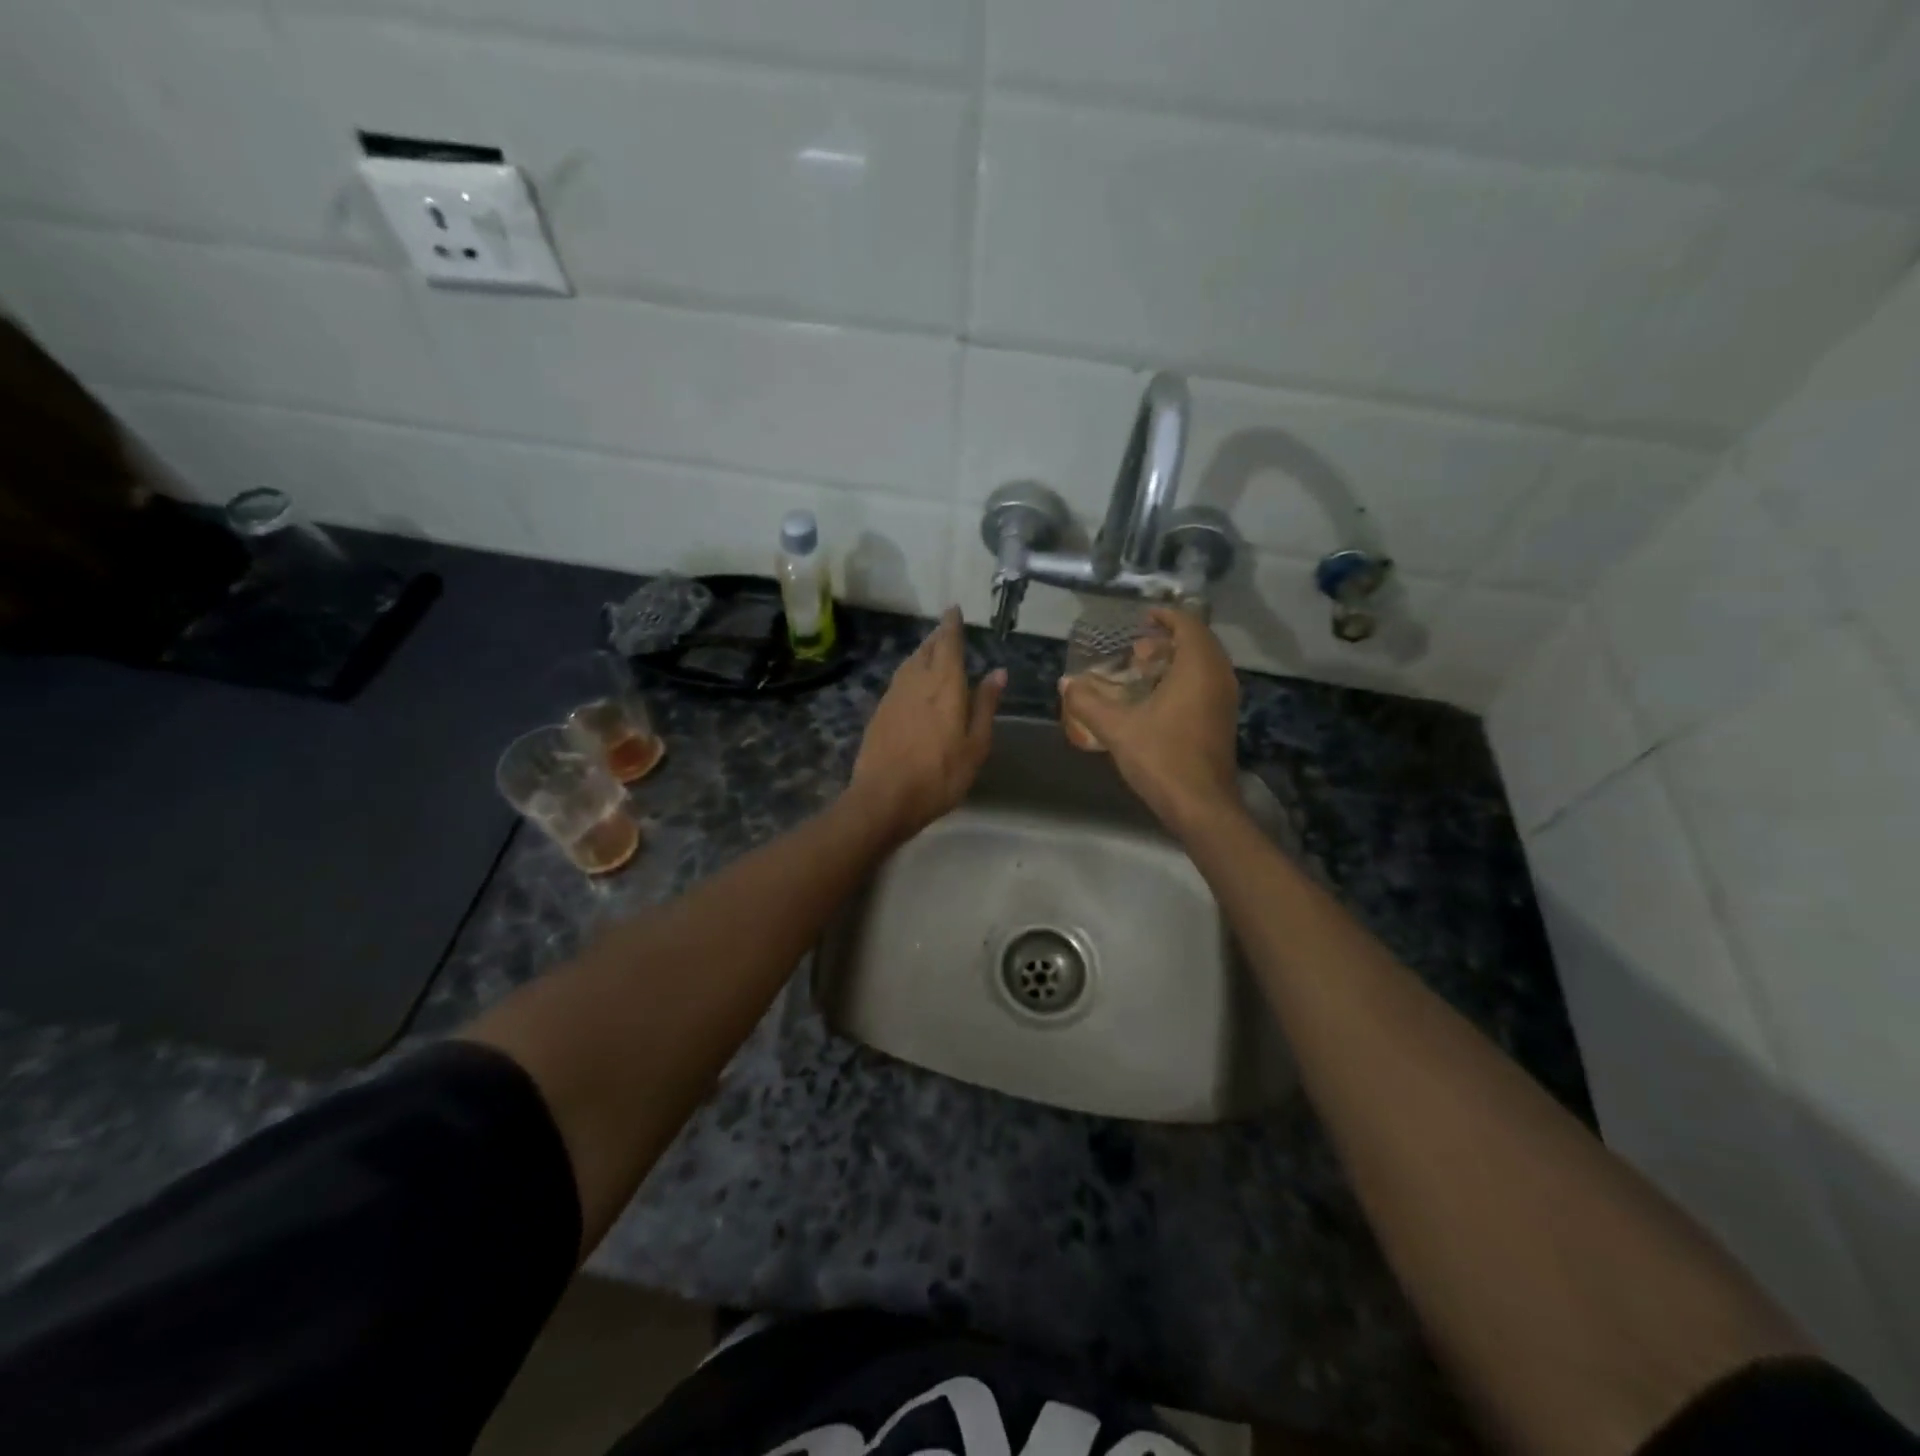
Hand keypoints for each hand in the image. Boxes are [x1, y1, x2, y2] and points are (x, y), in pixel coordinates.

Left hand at [849, 608, 1004, 842]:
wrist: (884, 798)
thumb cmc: (940, 774)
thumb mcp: (975, 744)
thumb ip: (985, 705)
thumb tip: (998, 672)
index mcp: (944, 685)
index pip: (948, 643)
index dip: (951, 625)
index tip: (953, 609)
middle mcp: (916, 681)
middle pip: (926, 649)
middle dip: (937, 637)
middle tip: (946, 630)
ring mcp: (893, 696)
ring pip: (909, 664)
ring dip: (922, 653)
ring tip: (932, 652)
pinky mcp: (879, 712)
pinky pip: (899, 681)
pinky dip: (910, 673)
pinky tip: (913, 684)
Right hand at [1059, 607, 1241, 832]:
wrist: (1201, 805)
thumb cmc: (1162, 758)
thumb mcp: (1117, 729)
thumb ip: (1088, 702)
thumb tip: (1065, 683)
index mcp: (1198, 669)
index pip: (1188, 624)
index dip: (1166, 615)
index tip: (1142, 616)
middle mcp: (1219, 678)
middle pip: (1198, 643)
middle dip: (1167, 639)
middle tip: (1135, 649)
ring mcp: (1224, 700)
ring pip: (1203, 665)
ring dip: (1175, 661)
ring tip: (1141, 671)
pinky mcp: (1222, 720)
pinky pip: (1206, 684)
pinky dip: (1183, 680)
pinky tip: (1155, 700)